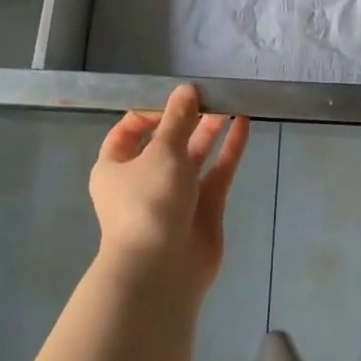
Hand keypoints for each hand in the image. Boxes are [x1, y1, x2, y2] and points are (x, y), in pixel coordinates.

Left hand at [89, 85, 249, 294]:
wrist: (161, 270)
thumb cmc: (149, 203)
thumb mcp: (161, 152)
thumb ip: (178, 119)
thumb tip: (186, 90)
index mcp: (116, 166)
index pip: (130, 130)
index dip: (152, 110)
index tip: (177, 96)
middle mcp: (144, 179)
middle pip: (167, 140)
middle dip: (187, 117)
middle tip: (211, 93)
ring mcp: (176, 194)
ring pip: (195, 155)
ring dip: (210, 130)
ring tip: (230, 102)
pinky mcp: (204, 208)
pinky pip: (217, 172)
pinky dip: (229, 149)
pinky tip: (244, 124)